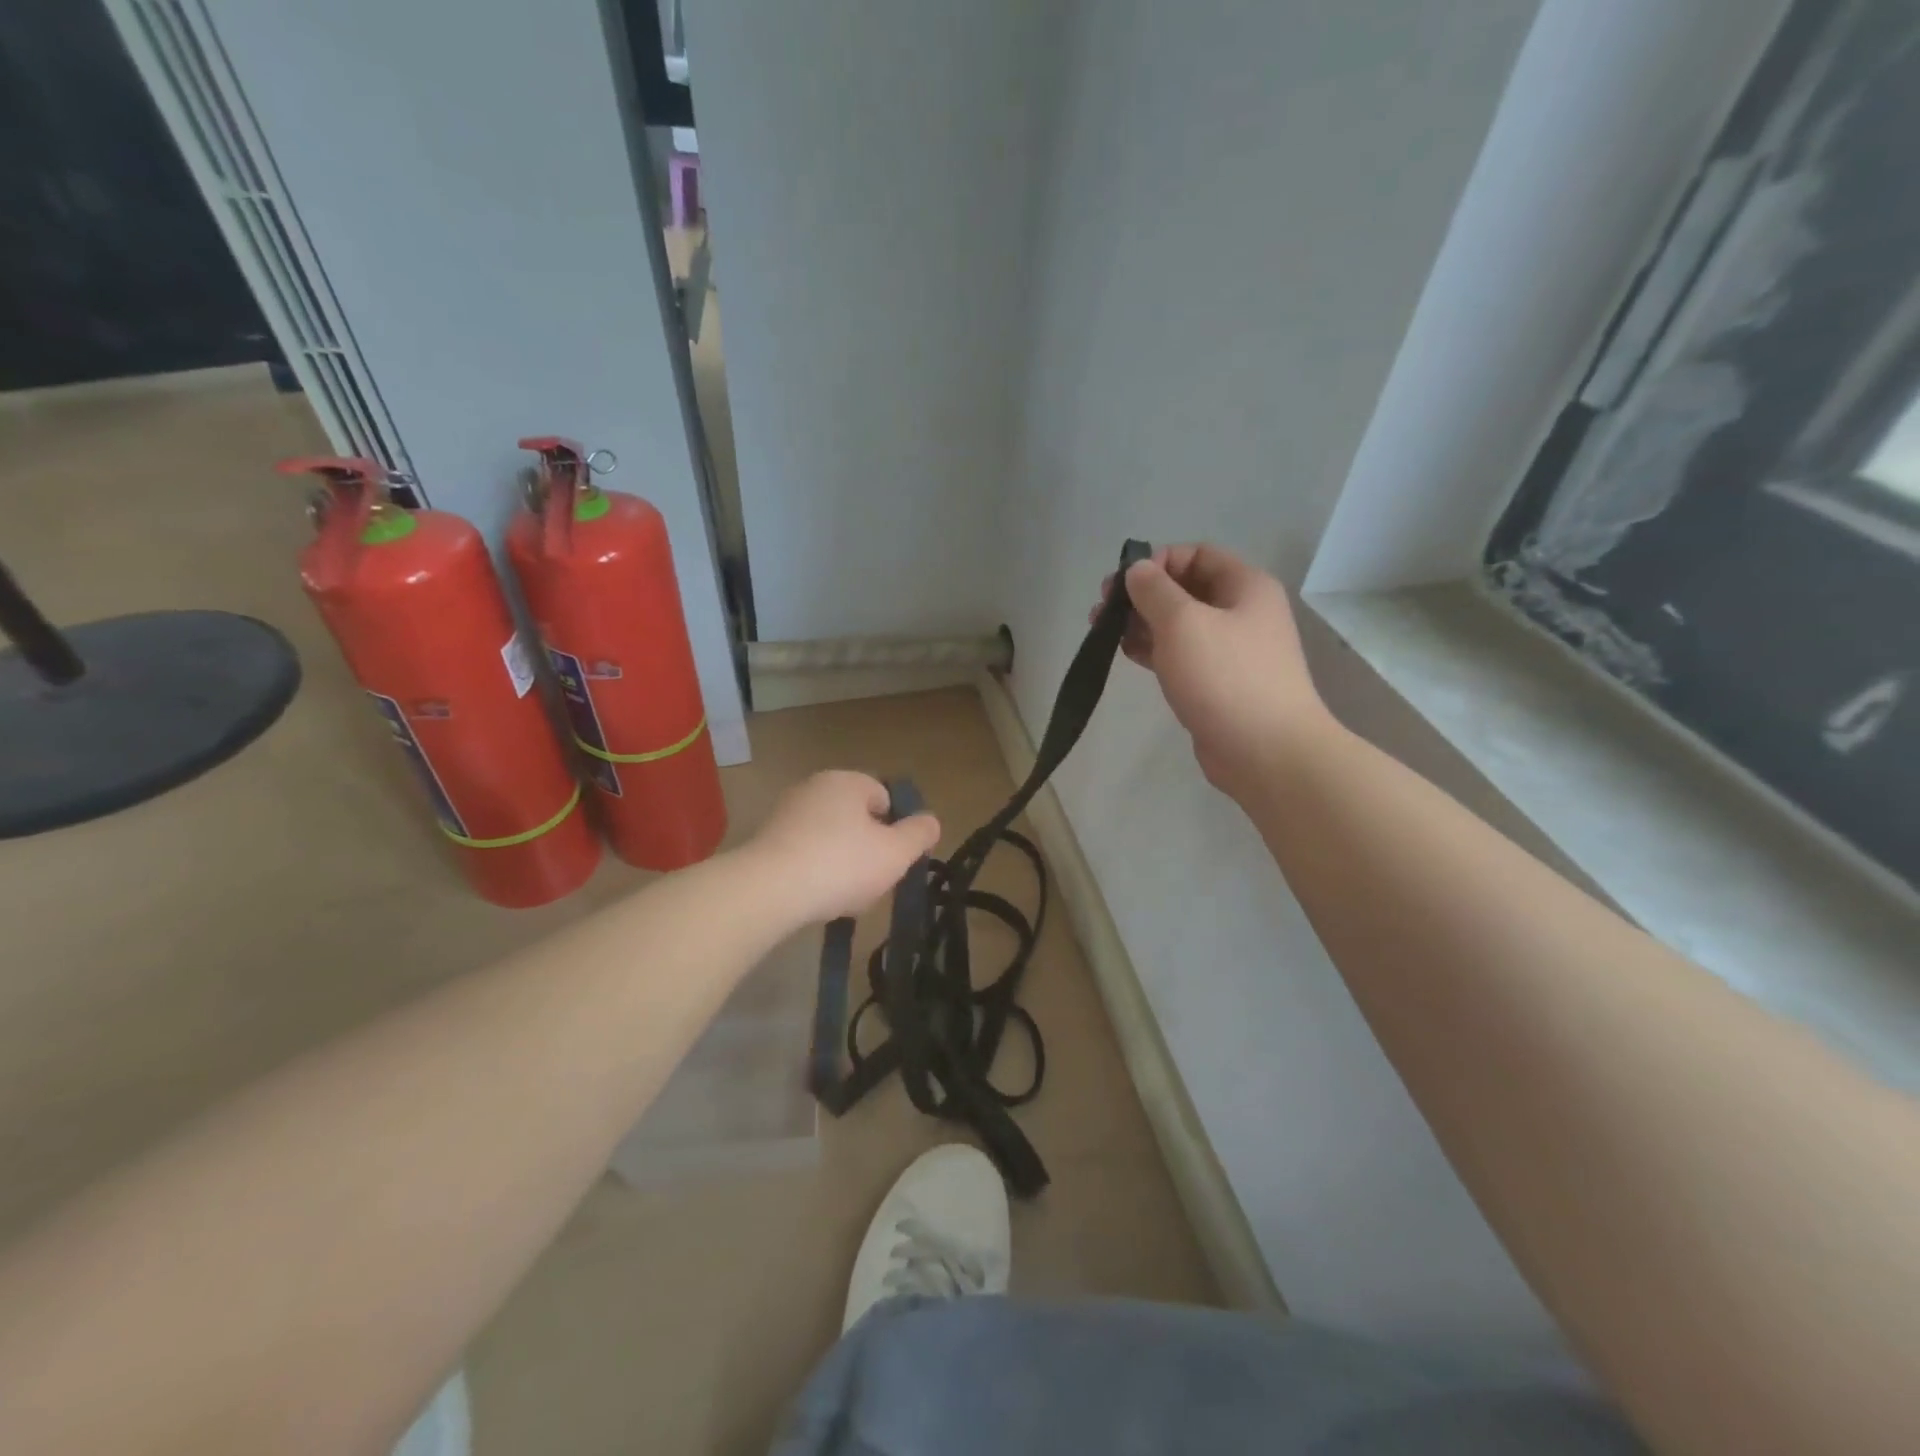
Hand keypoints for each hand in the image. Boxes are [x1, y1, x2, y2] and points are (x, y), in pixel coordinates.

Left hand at [744, 770, 941, 925]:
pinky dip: (813, 872)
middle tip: (871, 881)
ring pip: (829, 838)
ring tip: (841, 895)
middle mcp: (814, 787)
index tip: (893, 860)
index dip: (894, 829)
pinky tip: (814, 897)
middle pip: (856, 818)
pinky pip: (803, 853)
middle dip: (867, 848)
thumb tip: (930, 821)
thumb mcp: (895, 853)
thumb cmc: (841, 864)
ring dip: (840, 863)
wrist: (768, 890)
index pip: (884, 797)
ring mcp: (785, 812)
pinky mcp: (765, 840)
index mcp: (847, 781)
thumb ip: (919, 835)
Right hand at [1093, 543, 1333, 795]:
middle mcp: (1241, 612)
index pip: (1196, 554)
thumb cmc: (1225, 677)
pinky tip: (1124, 653)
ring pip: (1179, 624)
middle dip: (1141, 595)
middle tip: (1102, 609)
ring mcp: (1230, 650)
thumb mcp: (1183, 622)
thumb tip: (1137, 570)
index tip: (1122, 582)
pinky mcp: (1216, 683)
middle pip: (1184, 589)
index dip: (1157, 561)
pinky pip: (1180, 655)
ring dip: (1140, 623)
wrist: (1266, 751)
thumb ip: (1154, 590)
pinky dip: (1152, 650)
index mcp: (1245, 586)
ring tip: (1102, 631)